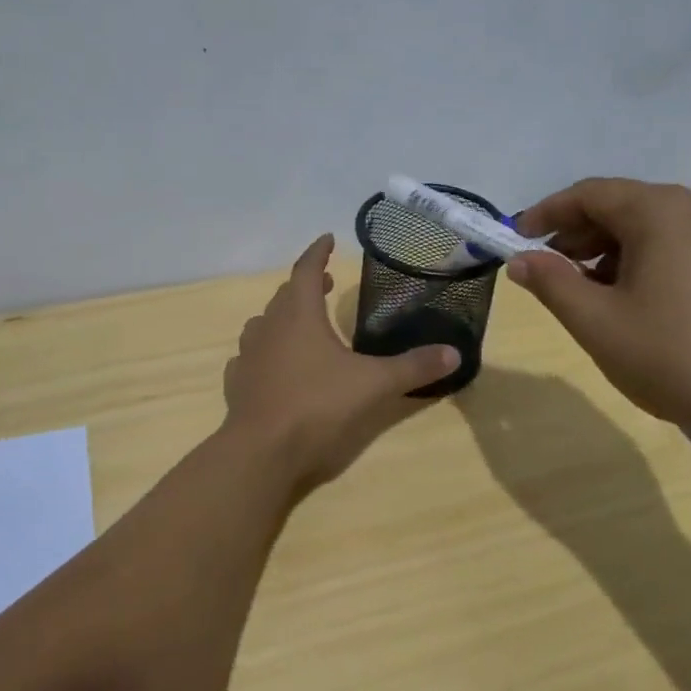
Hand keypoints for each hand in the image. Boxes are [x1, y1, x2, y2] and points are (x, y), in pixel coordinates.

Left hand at [223, 234, 457, 489]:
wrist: (262, 451)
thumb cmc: (318, 405)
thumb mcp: (374, 384)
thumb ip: (413, 367)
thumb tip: (454, 353)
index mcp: (299, 316)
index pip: (307, 270)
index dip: (318, 252)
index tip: (328, 239)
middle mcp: (269, 327)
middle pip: (285, 295)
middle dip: (306, 284)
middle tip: (326, 282)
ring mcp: (248, 355)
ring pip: (263, 323)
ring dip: (282, 316)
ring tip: (300, 323)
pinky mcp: (237, 383)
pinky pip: (249, 357)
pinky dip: (263, 352)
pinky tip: (272, 365)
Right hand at [508, 178, 690, 436]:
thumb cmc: (675, 356)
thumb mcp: (597, 321)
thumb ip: (551, 283)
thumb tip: (520, 260)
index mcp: (662, 211)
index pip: (589, 194)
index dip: (545, 213)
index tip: (515, 238)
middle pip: (621, 206)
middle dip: (576, 235)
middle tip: (546, 270)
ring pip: (650, 229)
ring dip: (607, 252)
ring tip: (585, 293)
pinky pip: (678, 247)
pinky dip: (642, 263)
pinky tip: (631, 303)